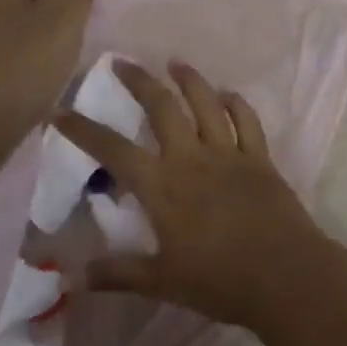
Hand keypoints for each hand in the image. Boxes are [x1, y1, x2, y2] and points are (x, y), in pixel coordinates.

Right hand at [53, 60, 332, 331]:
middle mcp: (192, 158)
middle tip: (122, 62)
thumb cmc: (219, 281)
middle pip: (161, 107)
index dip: (83, 129)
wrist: (286, 276)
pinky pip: (246, 120)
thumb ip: (118, 273)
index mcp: (162, 186)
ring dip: (188, 79)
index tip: (60, 111)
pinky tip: (227, 94)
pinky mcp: (260, 158)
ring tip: (174, 63)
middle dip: (139, 81)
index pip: (113, 149)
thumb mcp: (161, 282)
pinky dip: (236, 103)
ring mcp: (228, 154)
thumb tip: (74, 276)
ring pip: (205, 103)